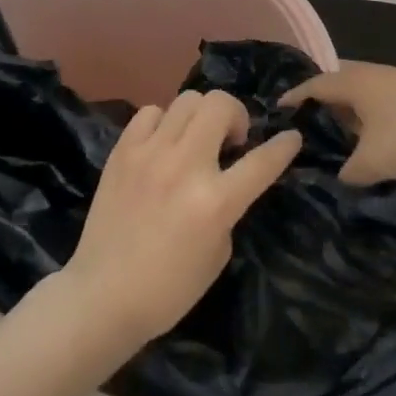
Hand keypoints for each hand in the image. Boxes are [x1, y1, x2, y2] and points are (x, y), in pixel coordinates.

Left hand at [60, 90, 301, 351]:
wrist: (103, 295)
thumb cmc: (169, 288)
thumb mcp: (218, 252)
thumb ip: (228, 206)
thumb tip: (225, 177)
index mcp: (215, 202)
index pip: (262, 161)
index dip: (284, 146)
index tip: (292, 137)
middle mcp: (185, 167)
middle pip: (220, 105)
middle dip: (235, 116)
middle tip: (230, 141)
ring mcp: (150, 153)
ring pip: (187, 100)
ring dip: (201, 116)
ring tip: (195, 140)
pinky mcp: (122, 151)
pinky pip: (151, 113)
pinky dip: (164, 123)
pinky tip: (162, 144)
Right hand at [280, 64, 395, 185]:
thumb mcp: (373, 162)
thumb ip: (348, 171)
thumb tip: (340, 176)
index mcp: (354, 82)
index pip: (313, 86)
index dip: (294, 99)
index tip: (276, 112)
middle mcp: (372, 75)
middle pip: (338, 89)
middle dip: (321, 109)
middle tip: (306, 133)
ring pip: (363, 97)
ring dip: (349, 116)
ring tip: (339, 142)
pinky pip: (382, 104)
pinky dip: (371, 120)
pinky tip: (375, 143)